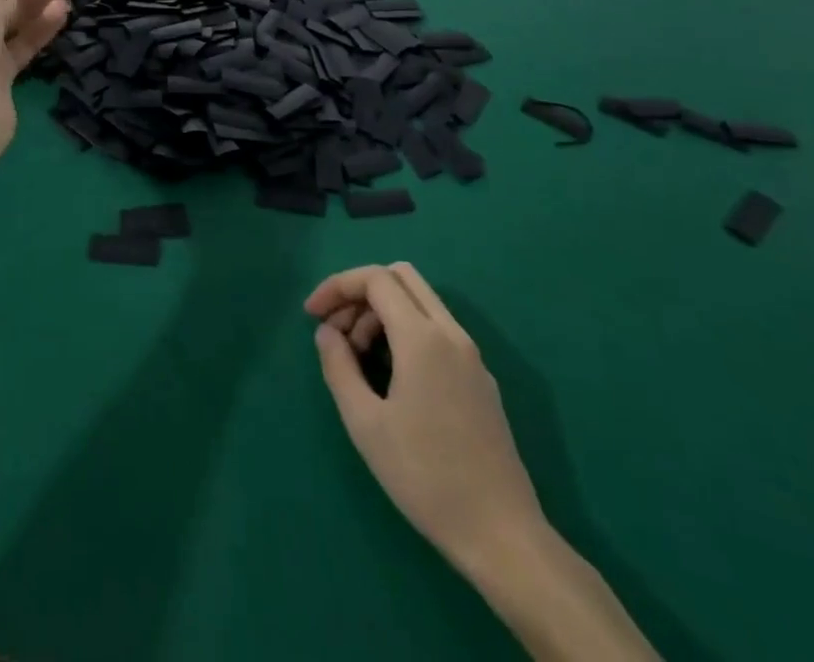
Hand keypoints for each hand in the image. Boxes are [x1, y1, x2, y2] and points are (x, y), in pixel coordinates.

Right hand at [306, 263, 545, 575]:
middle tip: (335, 328)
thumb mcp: (365, 424)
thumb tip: (327, 332)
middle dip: (361, 292)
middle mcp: (451, 334)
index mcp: (423, 338)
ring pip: (420, 302)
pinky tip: (390, 374)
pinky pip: (436, 329)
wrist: (502, 536)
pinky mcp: (480, 379)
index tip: (311, 315)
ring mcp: (471, 356)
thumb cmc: (425, 477)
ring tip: (357, 357)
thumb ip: (339, 367)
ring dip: (382, 312)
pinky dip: (405, 330)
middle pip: (401, 277)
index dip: (337, 286)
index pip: (376, 279)